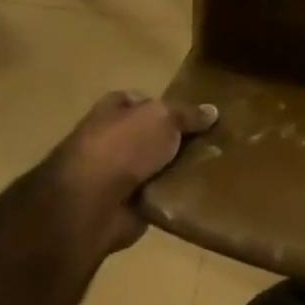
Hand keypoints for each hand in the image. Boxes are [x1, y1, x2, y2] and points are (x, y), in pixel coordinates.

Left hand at [35, 92, 217, 260]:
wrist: (90, 203)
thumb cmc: (124, 146)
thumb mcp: (164, 118)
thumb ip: (188, 115)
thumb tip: (213, 111)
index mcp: (114, 108)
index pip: (146, 101)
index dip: (172, 107)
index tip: (201, 117)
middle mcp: (112, 137)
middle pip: (153, 135)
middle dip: (178, 141)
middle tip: (214, 145)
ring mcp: (115, 172)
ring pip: (157, 166)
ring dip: (177, 171)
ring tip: (212, 170)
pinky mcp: (122, 203)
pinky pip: (156, 195)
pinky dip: (171, 197)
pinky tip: (197, 195)